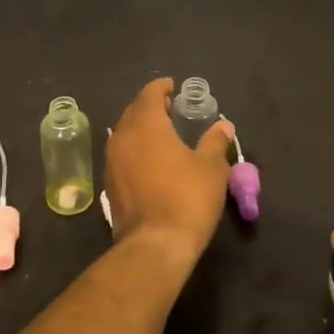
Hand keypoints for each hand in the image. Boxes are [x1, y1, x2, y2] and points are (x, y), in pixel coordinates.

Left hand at [104, 78, 233, 270]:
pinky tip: (150, 160)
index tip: (173, 87)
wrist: (155, 245)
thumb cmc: (187, 198)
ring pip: (124, 133)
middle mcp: (123, 136)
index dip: (161, 88)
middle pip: (134, 111)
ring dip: (140, 128)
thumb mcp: (211, 168)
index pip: (149, 94)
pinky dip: (135, 149)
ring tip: (161, 133)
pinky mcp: (109, 184)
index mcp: (146, 124)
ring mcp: (112, 161)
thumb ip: (215, 142)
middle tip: (169, 108)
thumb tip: (223, 125)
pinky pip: (122, 155)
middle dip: (150, 106)